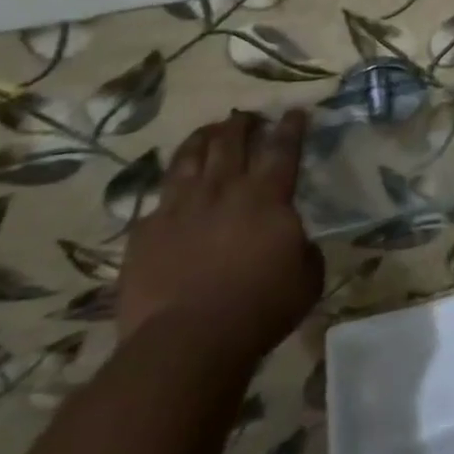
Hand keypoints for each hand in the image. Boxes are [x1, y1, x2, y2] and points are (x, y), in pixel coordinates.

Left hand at [117, 110, 322, 363]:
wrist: (186, 341)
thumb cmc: (258, 309)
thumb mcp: (307, 279)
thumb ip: (306, 250)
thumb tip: (297, 240)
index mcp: (267, 196)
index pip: (283, 148)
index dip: (291, 127)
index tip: (295, 111)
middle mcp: (223, 189)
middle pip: (231, 142)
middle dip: (242, 124)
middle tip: (247, 116)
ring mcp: (179, 207)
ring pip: (189, 158)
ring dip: (201, 139)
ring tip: (207, 131)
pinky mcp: (146, 231)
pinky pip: (157, 199)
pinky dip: (169, 189)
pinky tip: (170, 191)